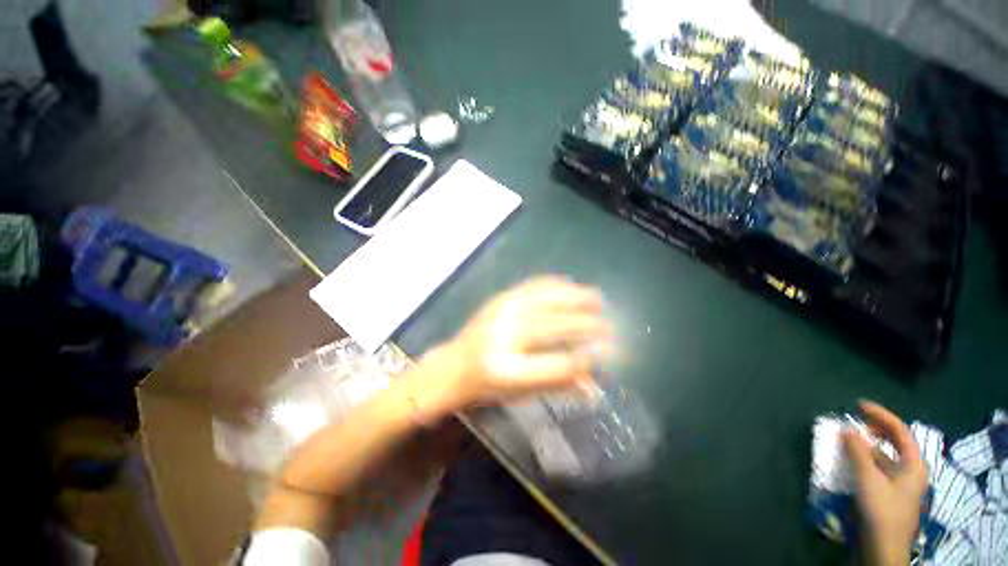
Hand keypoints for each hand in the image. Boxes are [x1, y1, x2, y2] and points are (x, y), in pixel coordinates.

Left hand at [439, 276, 612, 405]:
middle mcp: (505, 336)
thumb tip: (594, 386)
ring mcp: (501, 312)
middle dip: (587, 325)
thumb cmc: (489, 384)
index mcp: (509, 370)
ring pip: (546, 300)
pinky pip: (532, 285)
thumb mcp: (522, 393)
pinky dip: (554, 284)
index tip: (610, 353)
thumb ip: (558, 385)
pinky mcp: (500, 298)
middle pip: (555, 326)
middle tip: (608, 325)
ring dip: (575, 298)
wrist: (454, 364)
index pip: (557, 365)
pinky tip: (569, 284)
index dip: (587, 359)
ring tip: (597, 298)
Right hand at [843, 400, 928, 565]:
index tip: (858, 405)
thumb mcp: (867, 479)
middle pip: (895, 442)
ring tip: (846, 440)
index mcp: (913, 465)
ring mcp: (901, 483)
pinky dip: (864, 460)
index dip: (880, 415)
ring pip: (885, 456)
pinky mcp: (889, 493)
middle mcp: (910, 470)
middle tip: (853, 422)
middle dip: (874, 429)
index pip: (900, 431)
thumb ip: (858, 452)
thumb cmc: (881, 511)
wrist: (883, 548)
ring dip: (866, 445)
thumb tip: (848, 429)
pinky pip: (878, 468)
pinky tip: (850, 462)